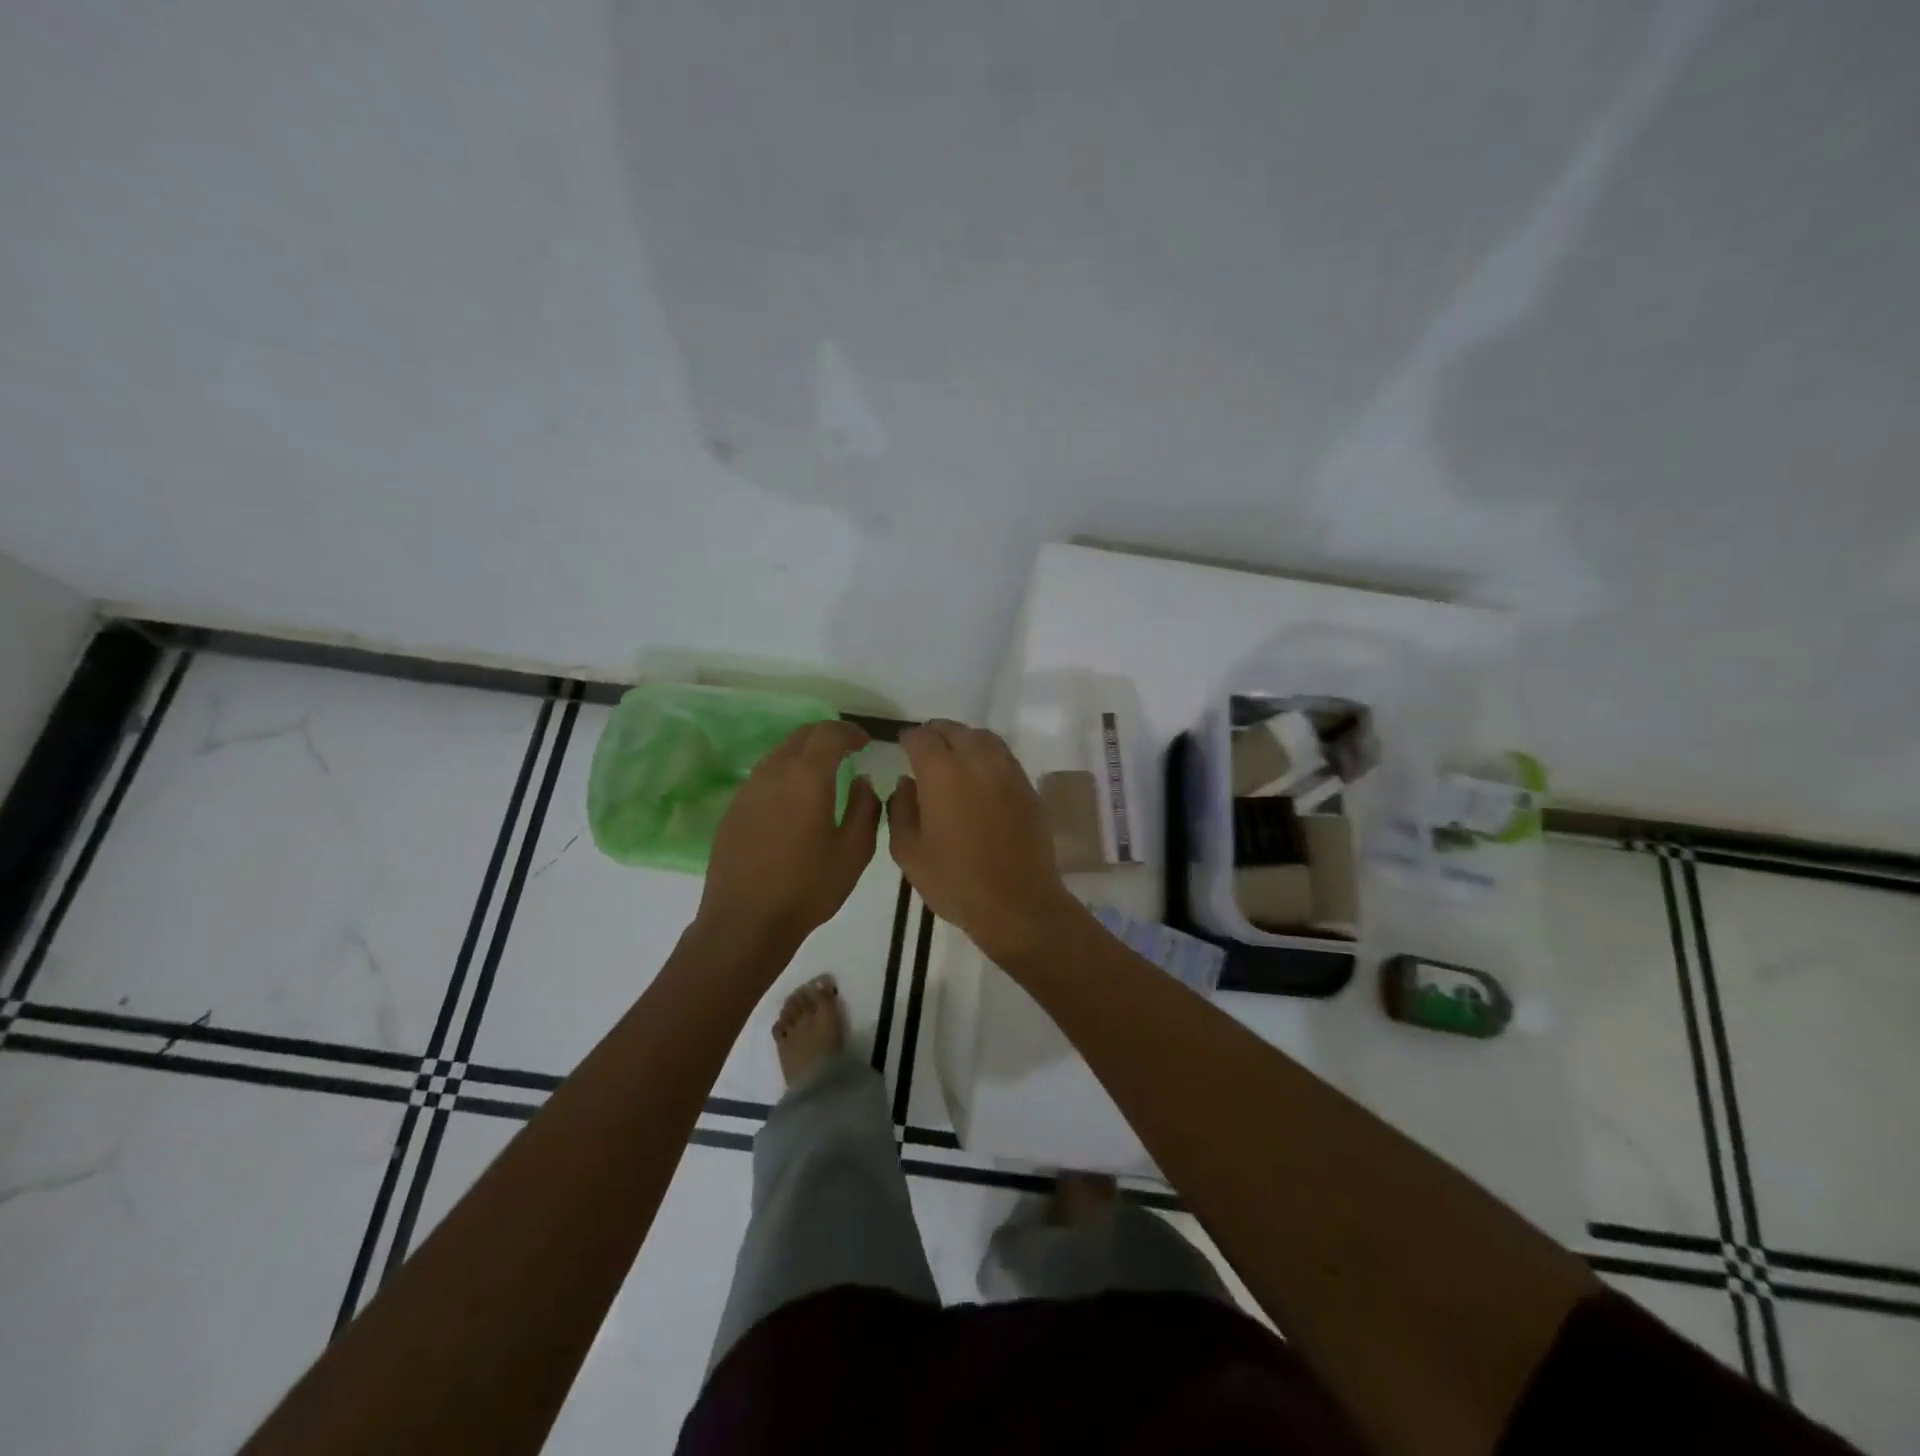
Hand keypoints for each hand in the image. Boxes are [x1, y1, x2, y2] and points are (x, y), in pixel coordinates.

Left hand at [697, 720, 881, 959]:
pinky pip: (763, 777)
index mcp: (806, 777)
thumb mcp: (854, 851)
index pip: (829, 733)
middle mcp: (773, 772)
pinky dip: (784, 774)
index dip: (849, 732)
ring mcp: (748, 790)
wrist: (745, 922)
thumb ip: (864, 808)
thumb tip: (862, 782)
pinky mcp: (733, 810)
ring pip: (779, 754)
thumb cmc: (807, 888)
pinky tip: (793, 801)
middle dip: (826, 736)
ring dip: (803, 754)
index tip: (865, 742)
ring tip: (822, 774)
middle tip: (846, 750)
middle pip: (800, 736)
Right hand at [888, 720, 1082, 964]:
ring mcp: (1008, 772)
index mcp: (942, 773)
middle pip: (954, 730)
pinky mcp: (1028, 788)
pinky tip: (981, 776)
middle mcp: (977, 761)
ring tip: (954, 756)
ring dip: (964, 739)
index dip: (909, 738)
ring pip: (983, 738)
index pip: (922, 737)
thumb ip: (900, 809)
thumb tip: (906, 783)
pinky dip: (987, 755)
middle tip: (926, 749)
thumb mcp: (908, 852)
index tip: (903, 746)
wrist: (1017, 903)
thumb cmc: (955, 881)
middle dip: (936, 734)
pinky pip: (1004, 757)